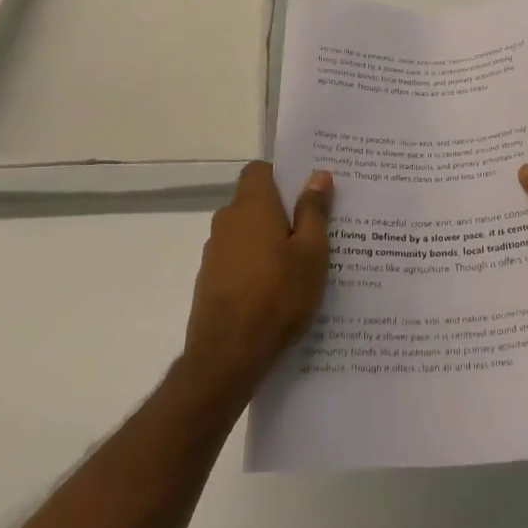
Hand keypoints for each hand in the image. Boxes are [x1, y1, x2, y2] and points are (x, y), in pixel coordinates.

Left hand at [182, 163, 333, 397]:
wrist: (227, 357)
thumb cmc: (277, 295)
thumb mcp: (311, 252)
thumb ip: (314, 211)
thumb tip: (318, 175)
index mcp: (252, 206)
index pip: (259, 170)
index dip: (281, 176)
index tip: (306, 193)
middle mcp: (227, 221)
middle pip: (254, 202)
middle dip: (281, 211)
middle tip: (314, 230)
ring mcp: (214, 253)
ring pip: (246, 233)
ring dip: (268, 240)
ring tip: (299, 265)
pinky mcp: (210, 281)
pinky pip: (238, 259)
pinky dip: (255, 265)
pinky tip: (276, 291)